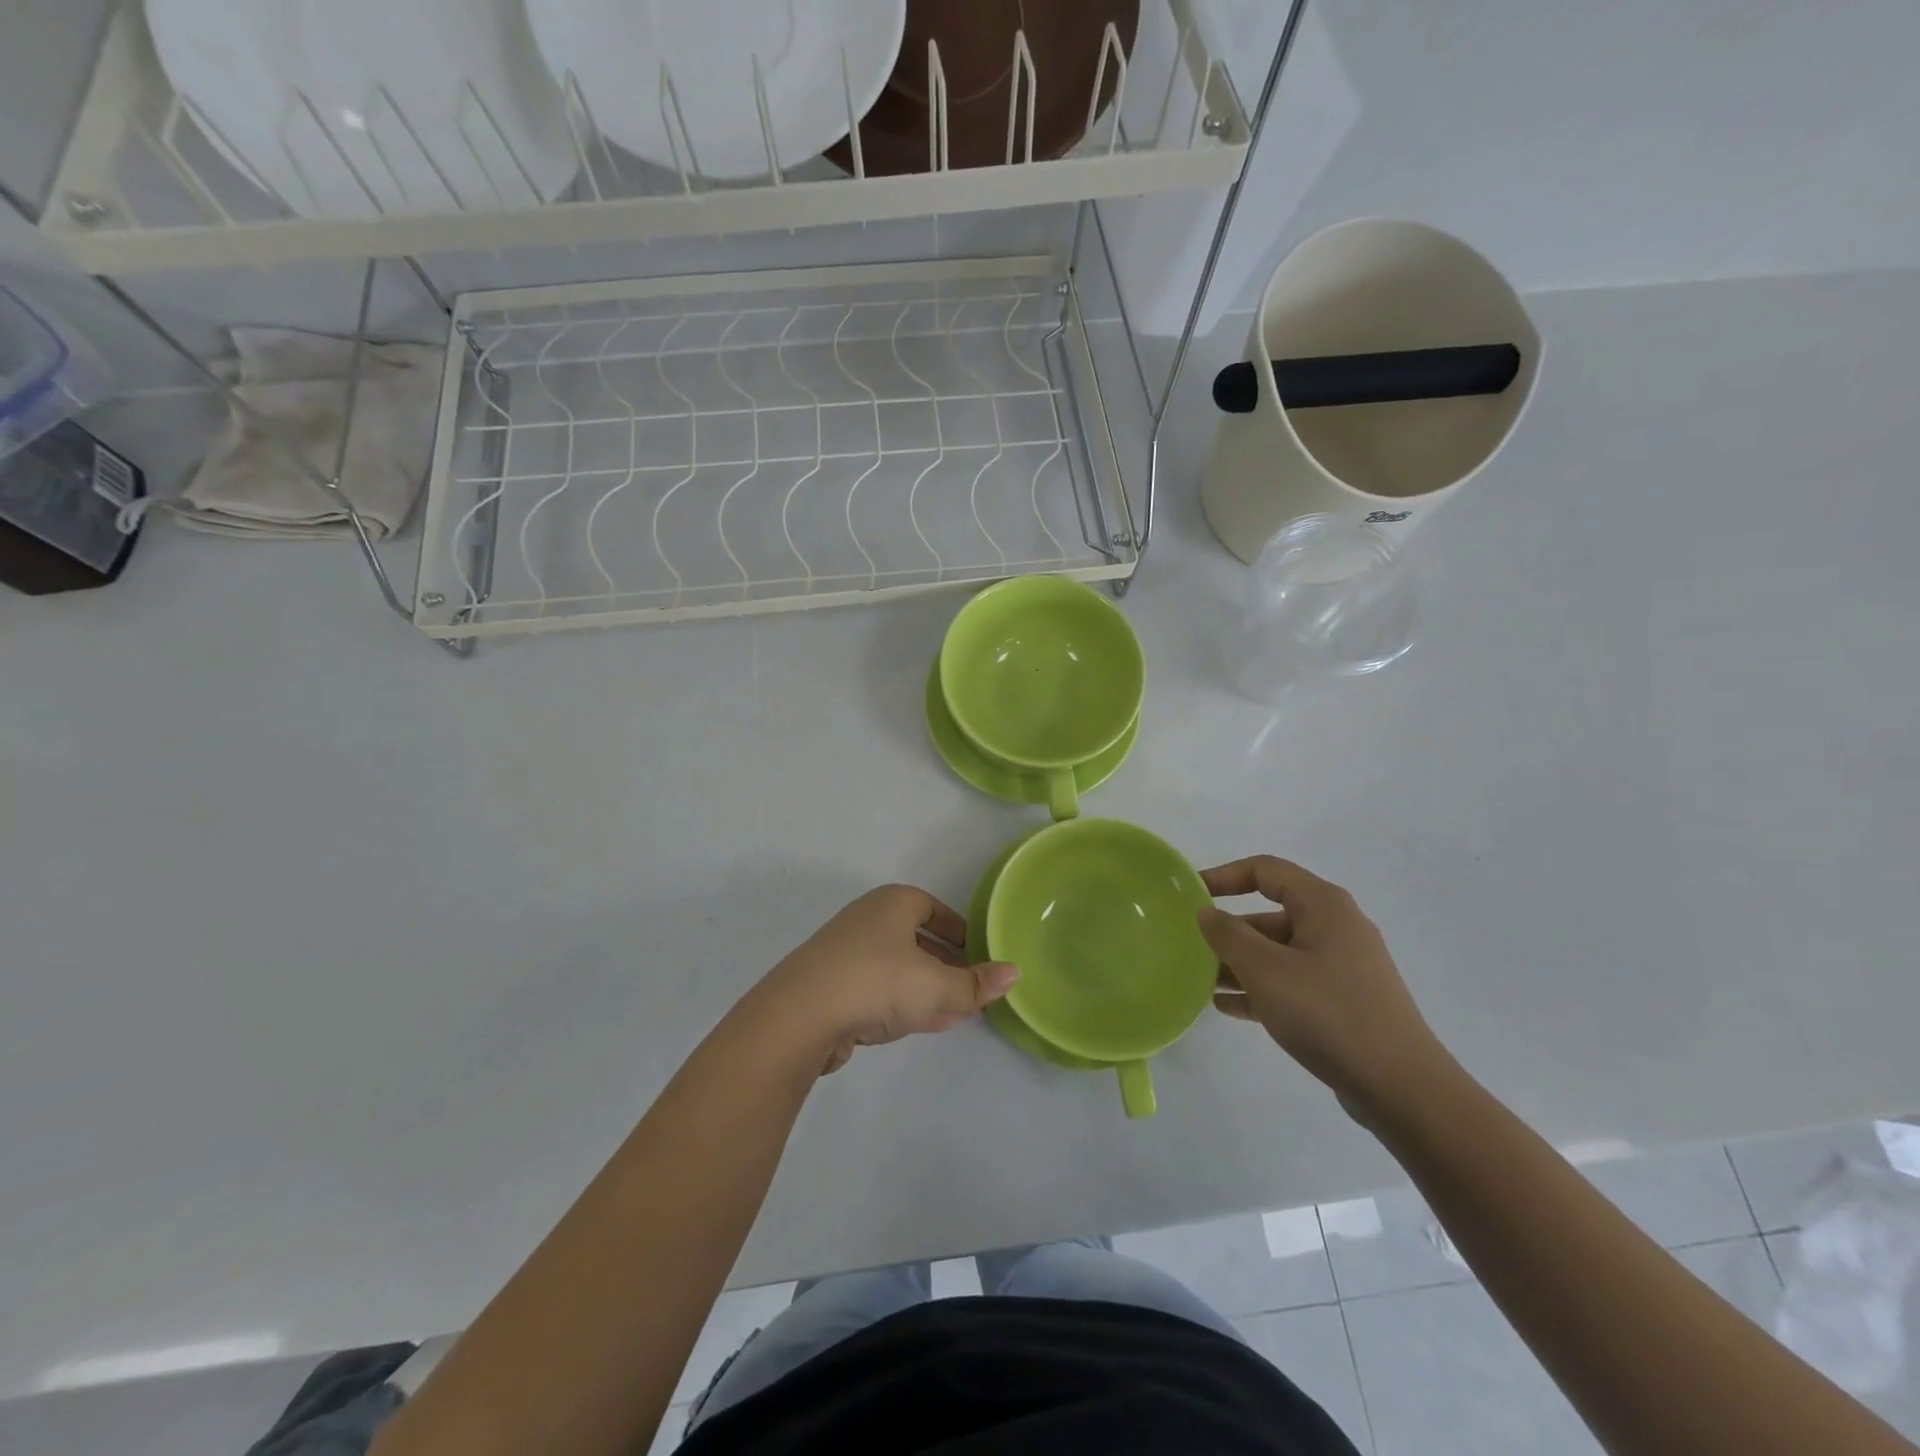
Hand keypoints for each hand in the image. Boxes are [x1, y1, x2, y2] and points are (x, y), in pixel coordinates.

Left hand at [758, 885, 1018, 1074]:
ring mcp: (846, 954)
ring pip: (898, 967)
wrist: (799, 1016)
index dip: (961, 932)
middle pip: (917, 939)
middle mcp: (868, 920)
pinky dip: (902, 1002)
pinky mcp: (831, 987)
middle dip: (946, 964)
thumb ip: (975, 984)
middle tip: (972, 989)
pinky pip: (878, 990)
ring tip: (955, 1012)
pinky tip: (921, 1024)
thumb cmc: (877, 982)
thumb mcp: (937, 986)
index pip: (935, 910)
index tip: (981, 956)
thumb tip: (1014, 973)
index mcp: (893, 904)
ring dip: (926, 988)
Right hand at [1198, 856, 1451, 1123]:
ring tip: (1202, 983)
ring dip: (1240, 963)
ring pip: (1279, 952)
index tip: (1190, 895)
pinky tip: (1229, 1007)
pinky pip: (1292, 982)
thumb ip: (1228, 935)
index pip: (1265, 870)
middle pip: (1270, 914)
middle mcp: (1336, 926)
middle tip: (1191, 949)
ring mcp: (1342, 966)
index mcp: (1323, 905)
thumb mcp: (1265, 970)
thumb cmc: (1328, 1014)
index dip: (1224, 876)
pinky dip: (1261, 988)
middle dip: (1229, 930)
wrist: (1401, 1088)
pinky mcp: (1344, 1000)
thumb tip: (1207, 913)